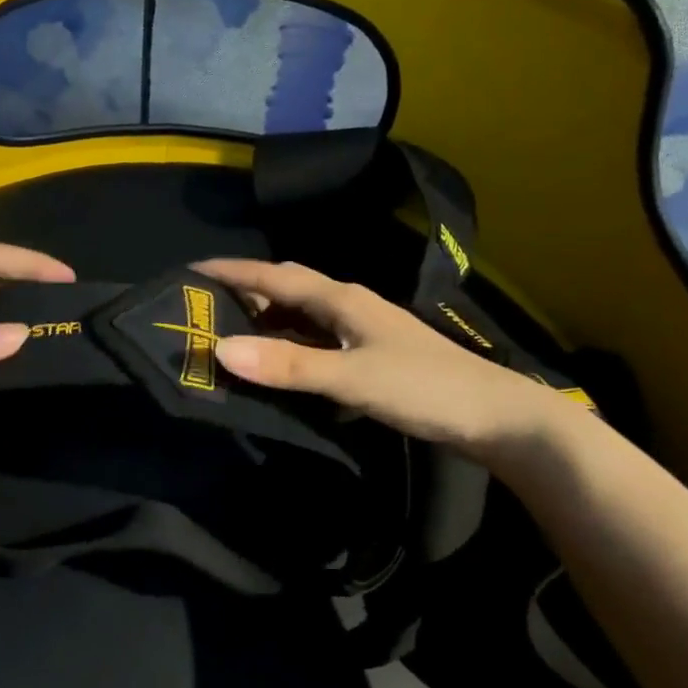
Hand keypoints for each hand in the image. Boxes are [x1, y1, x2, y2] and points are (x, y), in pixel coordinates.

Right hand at [192, 258, 566, 460]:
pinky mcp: (371, 355)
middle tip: (204, 307)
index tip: (189, 271)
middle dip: (246, 291)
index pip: (275, 275)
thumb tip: (219, 349)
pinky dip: (290, 346)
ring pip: (303, 315)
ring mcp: (363, 330)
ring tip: (230, 335)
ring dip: (268, 320)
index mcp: (342, 299)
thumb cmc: (424, 388)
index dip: (232, 271)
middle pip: (288, 288)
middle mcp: (349, 305)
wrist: (498, 417)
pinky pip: (317, 340)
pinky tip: (280, 366)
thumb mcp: (351, 378)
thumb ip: (288, 365)